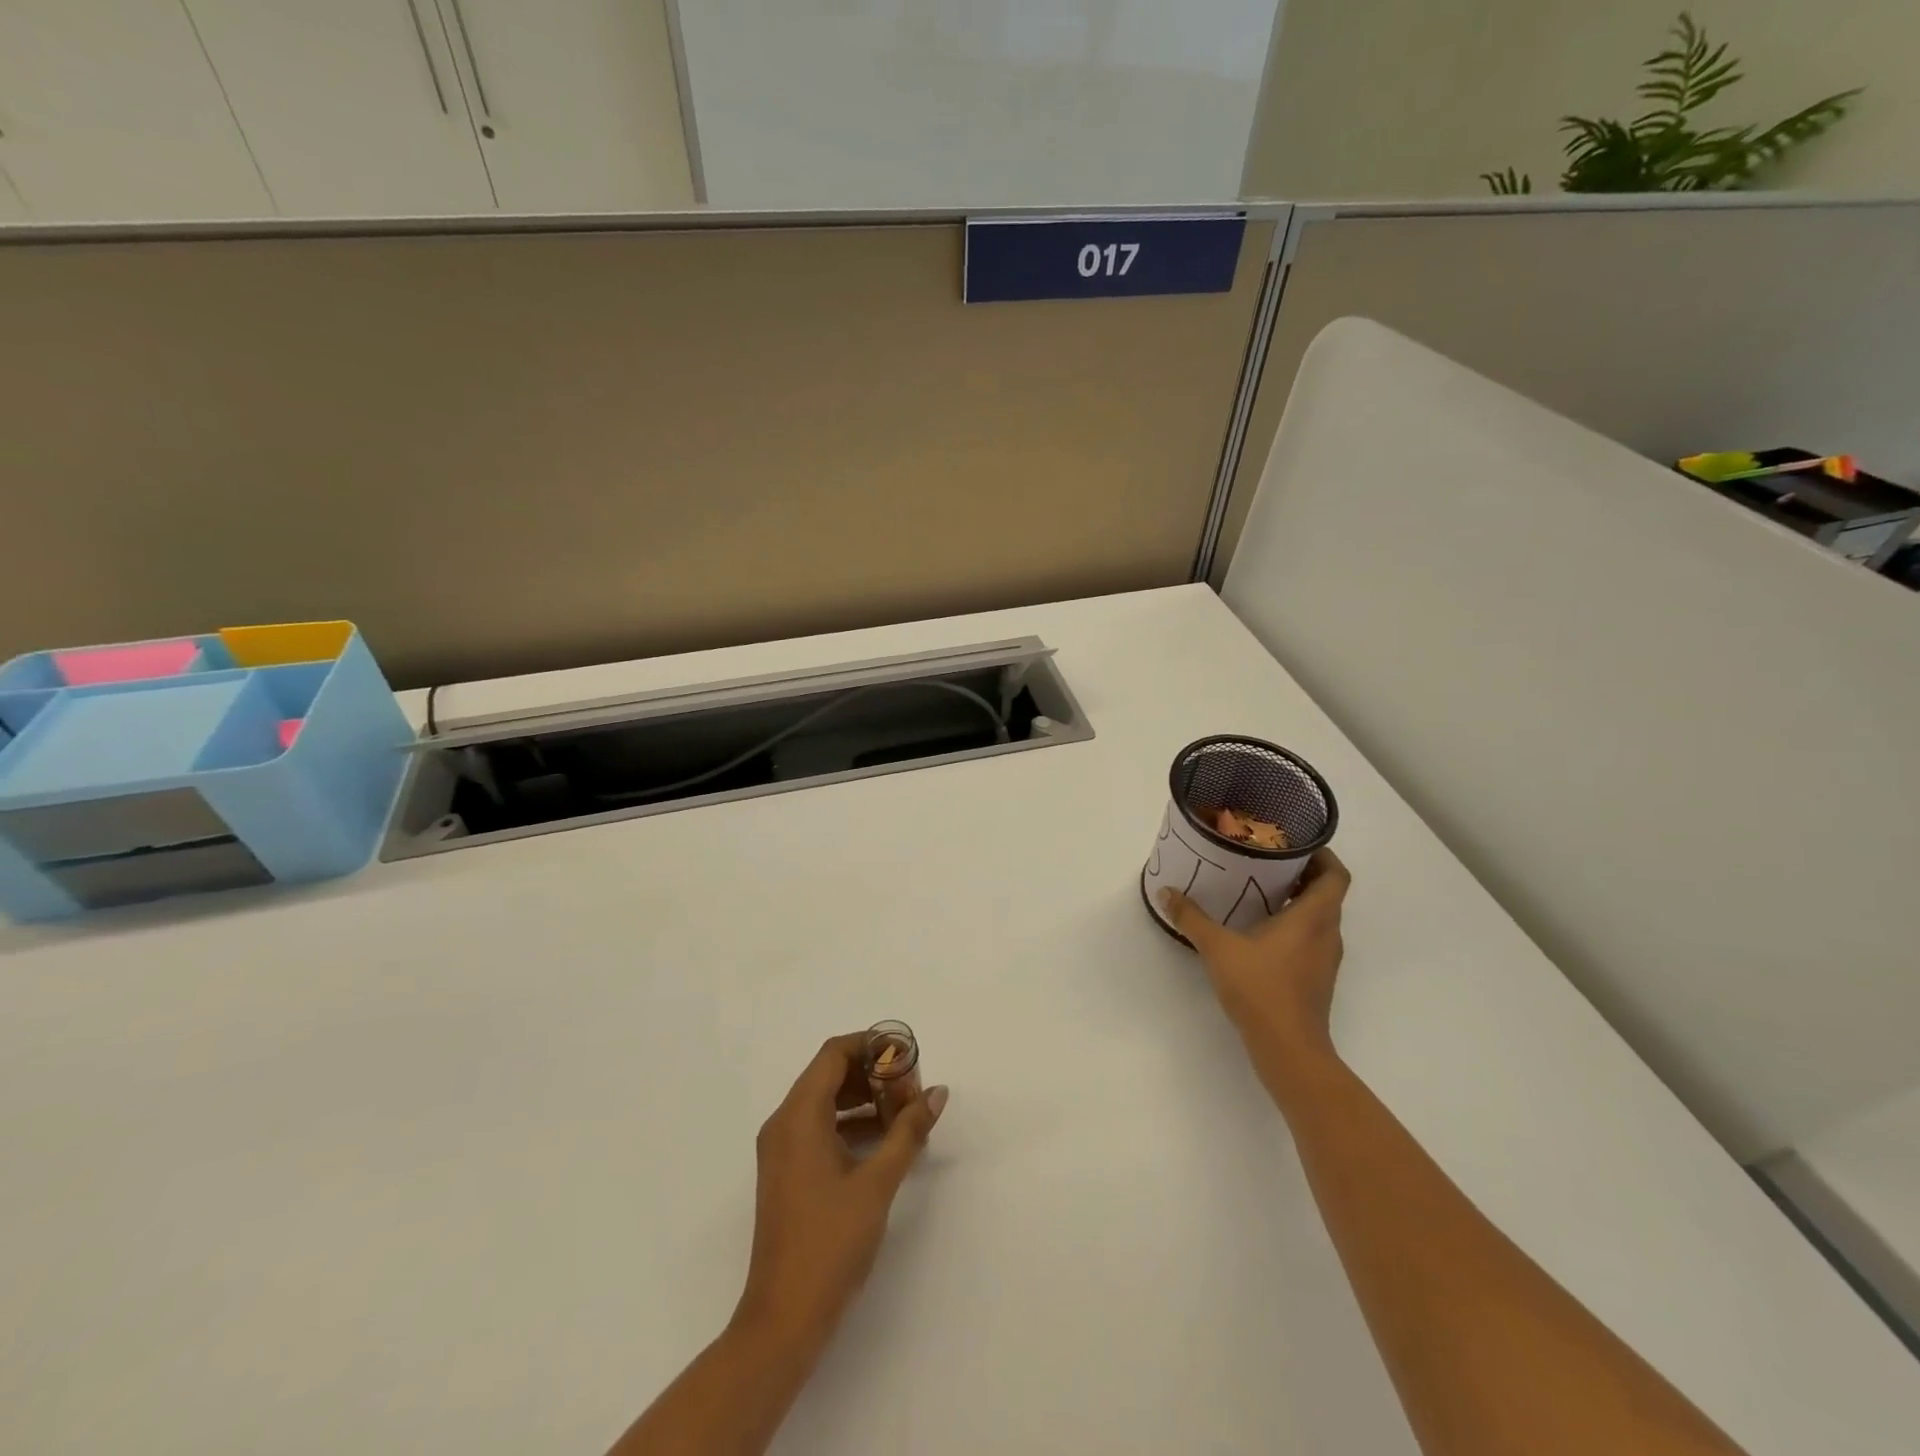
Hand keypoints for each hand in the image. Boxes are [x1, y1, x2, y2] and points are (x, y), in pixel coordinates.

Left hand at [734, 1033, 948, 1352]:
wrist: (784, 1318)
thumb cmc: (830, 1242)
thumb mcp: (877, 1183)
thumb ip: (908, 1131)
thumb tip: (937, 1092)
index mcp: (798, 1115)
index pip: (834, 1053)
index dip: (872, 1045)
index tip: (907, 1056)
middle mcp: (783, 1122)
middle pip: (829, 1073)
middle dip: (872, 1073)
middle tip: (911, 1089)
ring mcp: (781, 1149)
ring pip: (825, 1100)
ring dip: (864, 1098)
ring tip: (904, 1113)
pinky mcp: (787, 1171)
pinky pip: (819, 1127)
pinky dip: (850, 1122)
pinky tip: (884, 1141)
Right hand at [1160, 848, 1351, 1073]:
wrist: (1289, 1049)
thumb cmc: (1261, 989)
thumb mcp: (1218, 948)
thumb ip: (1192, 918)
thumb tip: (1165, 892)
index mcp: (1313, 917)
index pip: (1336, 875)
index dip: (1323, 855)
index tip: (1297, 842)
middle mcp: (1327, 934)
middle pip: (1327, 893)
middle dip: (1302, 873)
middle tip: (1268, 859)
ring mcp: (1326, 959)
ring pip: (1320, 917)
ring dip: (1298, 900)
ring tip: (1261, 889)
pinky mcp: (1317, 978)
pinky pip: (1312, 938)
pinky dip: (1294, 924)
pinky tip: (1261, 929)